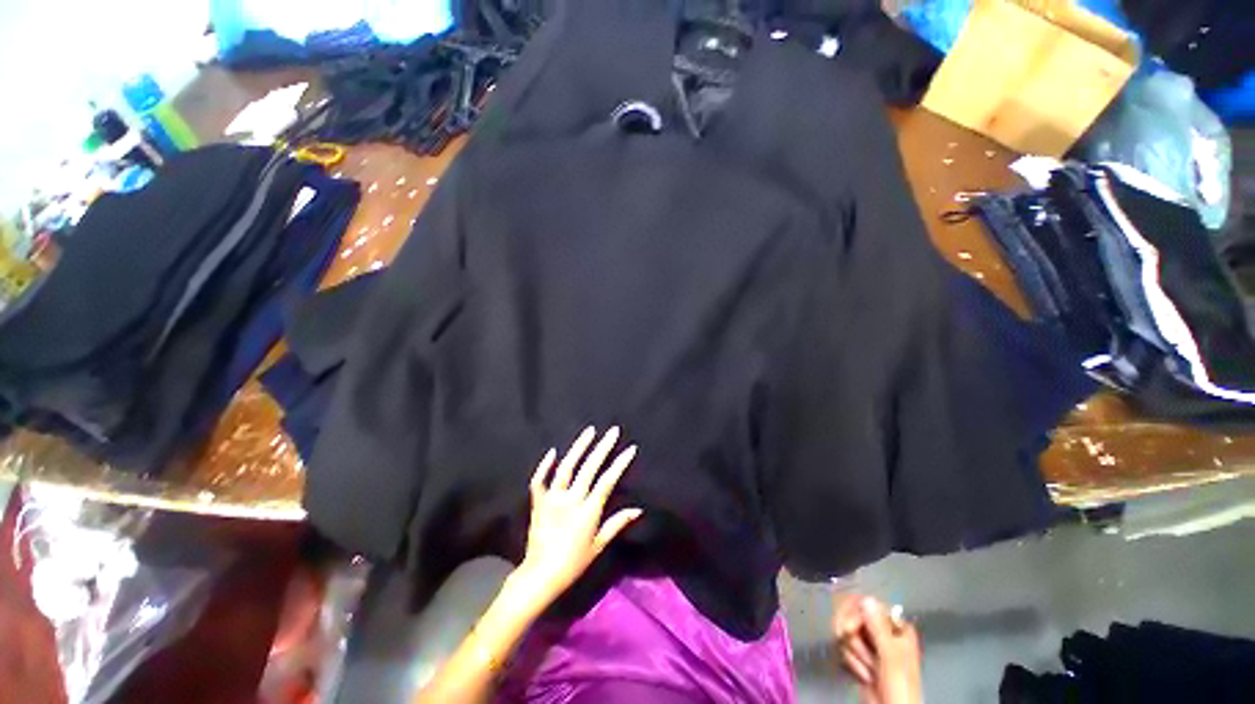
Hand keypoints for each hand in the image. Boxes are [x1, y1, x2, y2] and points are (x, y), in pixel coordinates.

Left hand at [511, 427, 642, 606]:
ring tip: (590, 431)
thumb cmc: (574, 562)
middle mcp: (571, 499)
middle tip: (613, 431)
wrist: (541, 575)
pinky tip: (553, 451)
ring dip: (579, 447)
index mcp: (588, 510)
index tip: (630, 448)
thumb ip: (617, 524)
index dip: (620, 463)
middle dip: (603, 447)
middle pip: (589, 467)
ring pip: (567, 466)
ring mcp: (553, 498)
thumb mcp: (599, 545)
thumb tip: (638, 509)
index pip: (608, 480)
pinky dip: (545, 465)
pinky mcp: (538, 501)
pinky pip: (540, 480)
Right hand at [833, 594, 922, 703]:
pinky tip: (862, 674)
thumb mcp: (891, 656)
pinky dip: (850, 661)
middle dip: (853, 638)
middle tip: (858, 652)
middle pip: (853, 617)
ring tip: (868, 670)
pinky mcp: (860, 657)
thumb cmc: (899, 685)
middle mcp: (883, 632)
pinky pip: (844, 647)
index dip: (854, 614)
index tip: (847, 628)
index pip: (868, 605)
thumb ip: (878, 627)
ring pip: (847, 633)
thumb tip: (866, 597)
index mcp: (896, 627)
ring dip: (853, 654)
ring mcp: (871, 645)